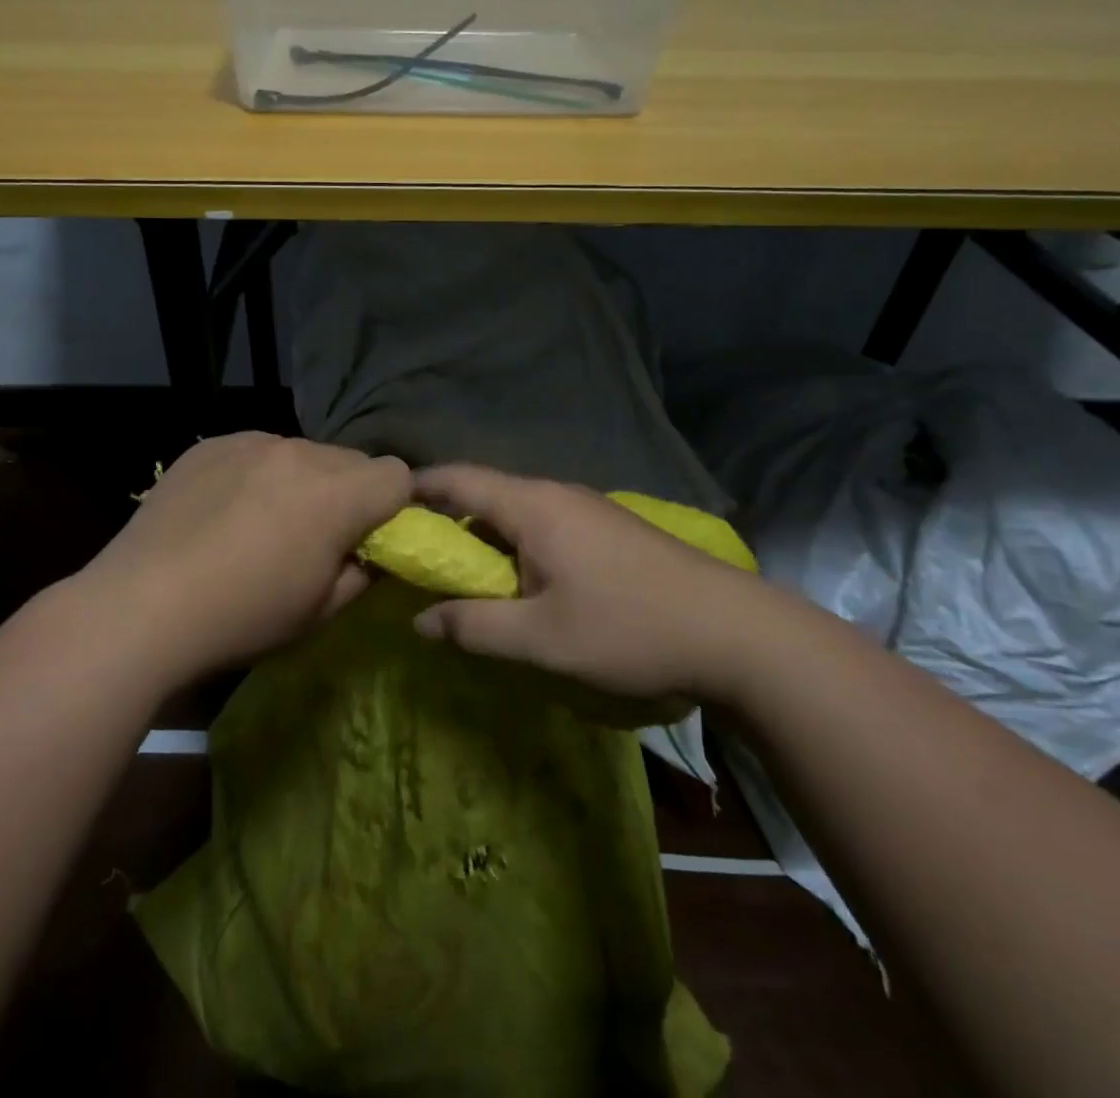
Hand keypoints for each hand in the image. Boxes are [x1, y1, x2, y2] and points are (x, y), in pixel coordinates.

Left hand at [76, 433, 410, 680]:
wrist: (141, 605)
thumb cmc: (243, 617)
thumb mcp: (320, 610)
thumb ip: (364, 572)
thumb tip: (373, 551)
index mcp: (336, 493)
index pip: (396, 474)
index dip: (392, 507)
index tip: (368, 539)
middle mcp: (299, 452)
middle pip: (350, 461)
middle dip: (347, 493)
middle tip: (314, 536)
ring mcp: (250, 442)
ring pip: (301, 453)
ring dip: (301, 481)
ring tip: (261, 523)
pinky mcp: (210, 444)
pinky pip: (255, 451)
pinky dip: (257, 474)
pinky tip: (224, 512)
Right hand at [412, 464, 783, 705]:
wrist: (735, 632)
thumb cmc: (627, 628)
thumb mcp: (540, 639)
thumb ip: (473, 627)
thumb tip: (420, 621)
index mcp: (532, 506)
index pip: (457, 479)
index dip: (416, 489)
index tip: (384, 509)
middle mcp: (556, 494)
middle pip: (485, 495)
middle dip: (446, 522)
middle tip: (416, 558)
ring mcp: (587, 509)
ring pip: (516, 512)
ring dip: (484, 539)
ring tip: (463, 577)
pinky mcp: (609, 529)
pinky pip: (544, 526)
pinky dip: (516, 547)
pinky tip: (521, 583)